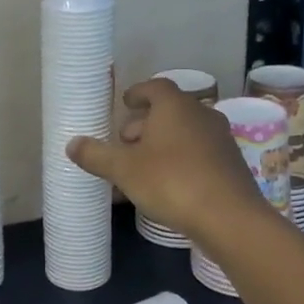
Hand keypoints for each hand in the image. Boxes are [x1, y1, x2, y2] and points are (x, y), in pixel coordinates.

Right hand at [66, 78, 266, 244]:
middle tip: (125, 142)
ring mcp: (220, 139)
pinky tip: (167, 185)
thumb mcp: (124, 169)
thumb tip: (71, 144)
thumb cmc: (171, 181)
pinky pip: (198, 153)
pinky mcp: (231, 164)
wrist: (229, 217)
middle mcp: (201, 114)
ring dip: (163, 143)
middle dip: (145, 124)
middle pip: (170, 110)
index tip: (125, 103)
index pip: (155, 87)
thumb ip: (96, 155)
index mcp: (175, 106)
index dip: (138, 92)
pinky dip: (180, 160)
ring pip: (185, 133)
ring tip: (142, 166)